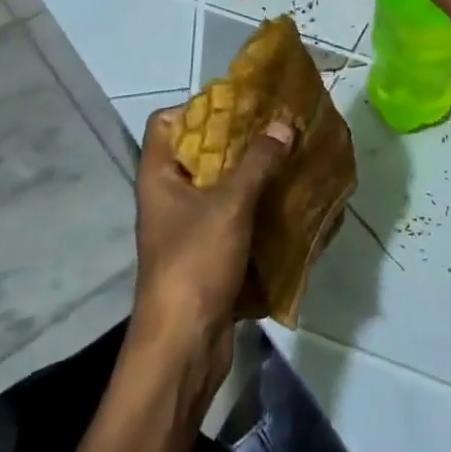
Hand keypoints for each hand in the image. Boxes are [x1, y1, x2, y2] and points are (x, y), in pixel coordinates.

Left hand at [131, 107, 294, 390]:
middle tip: (278, 127)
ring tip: (291, 159)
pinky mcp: (210, 255)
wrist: (184, 346)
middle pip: (200, 153)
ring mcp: (189, 228)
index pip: (165, 123)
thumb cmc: (195, 264)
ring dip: (254, 175)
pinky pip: (235, 219)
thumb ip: (258, 162)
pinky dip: (259, 209)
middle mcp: (169, 197)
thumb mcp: (230, 205)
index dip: (197, 107)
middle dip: (239, 140)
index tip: (239, 105)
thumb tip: (283, 123)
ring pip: (222, 187)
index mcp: (159, 177)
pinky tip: (290, 202)